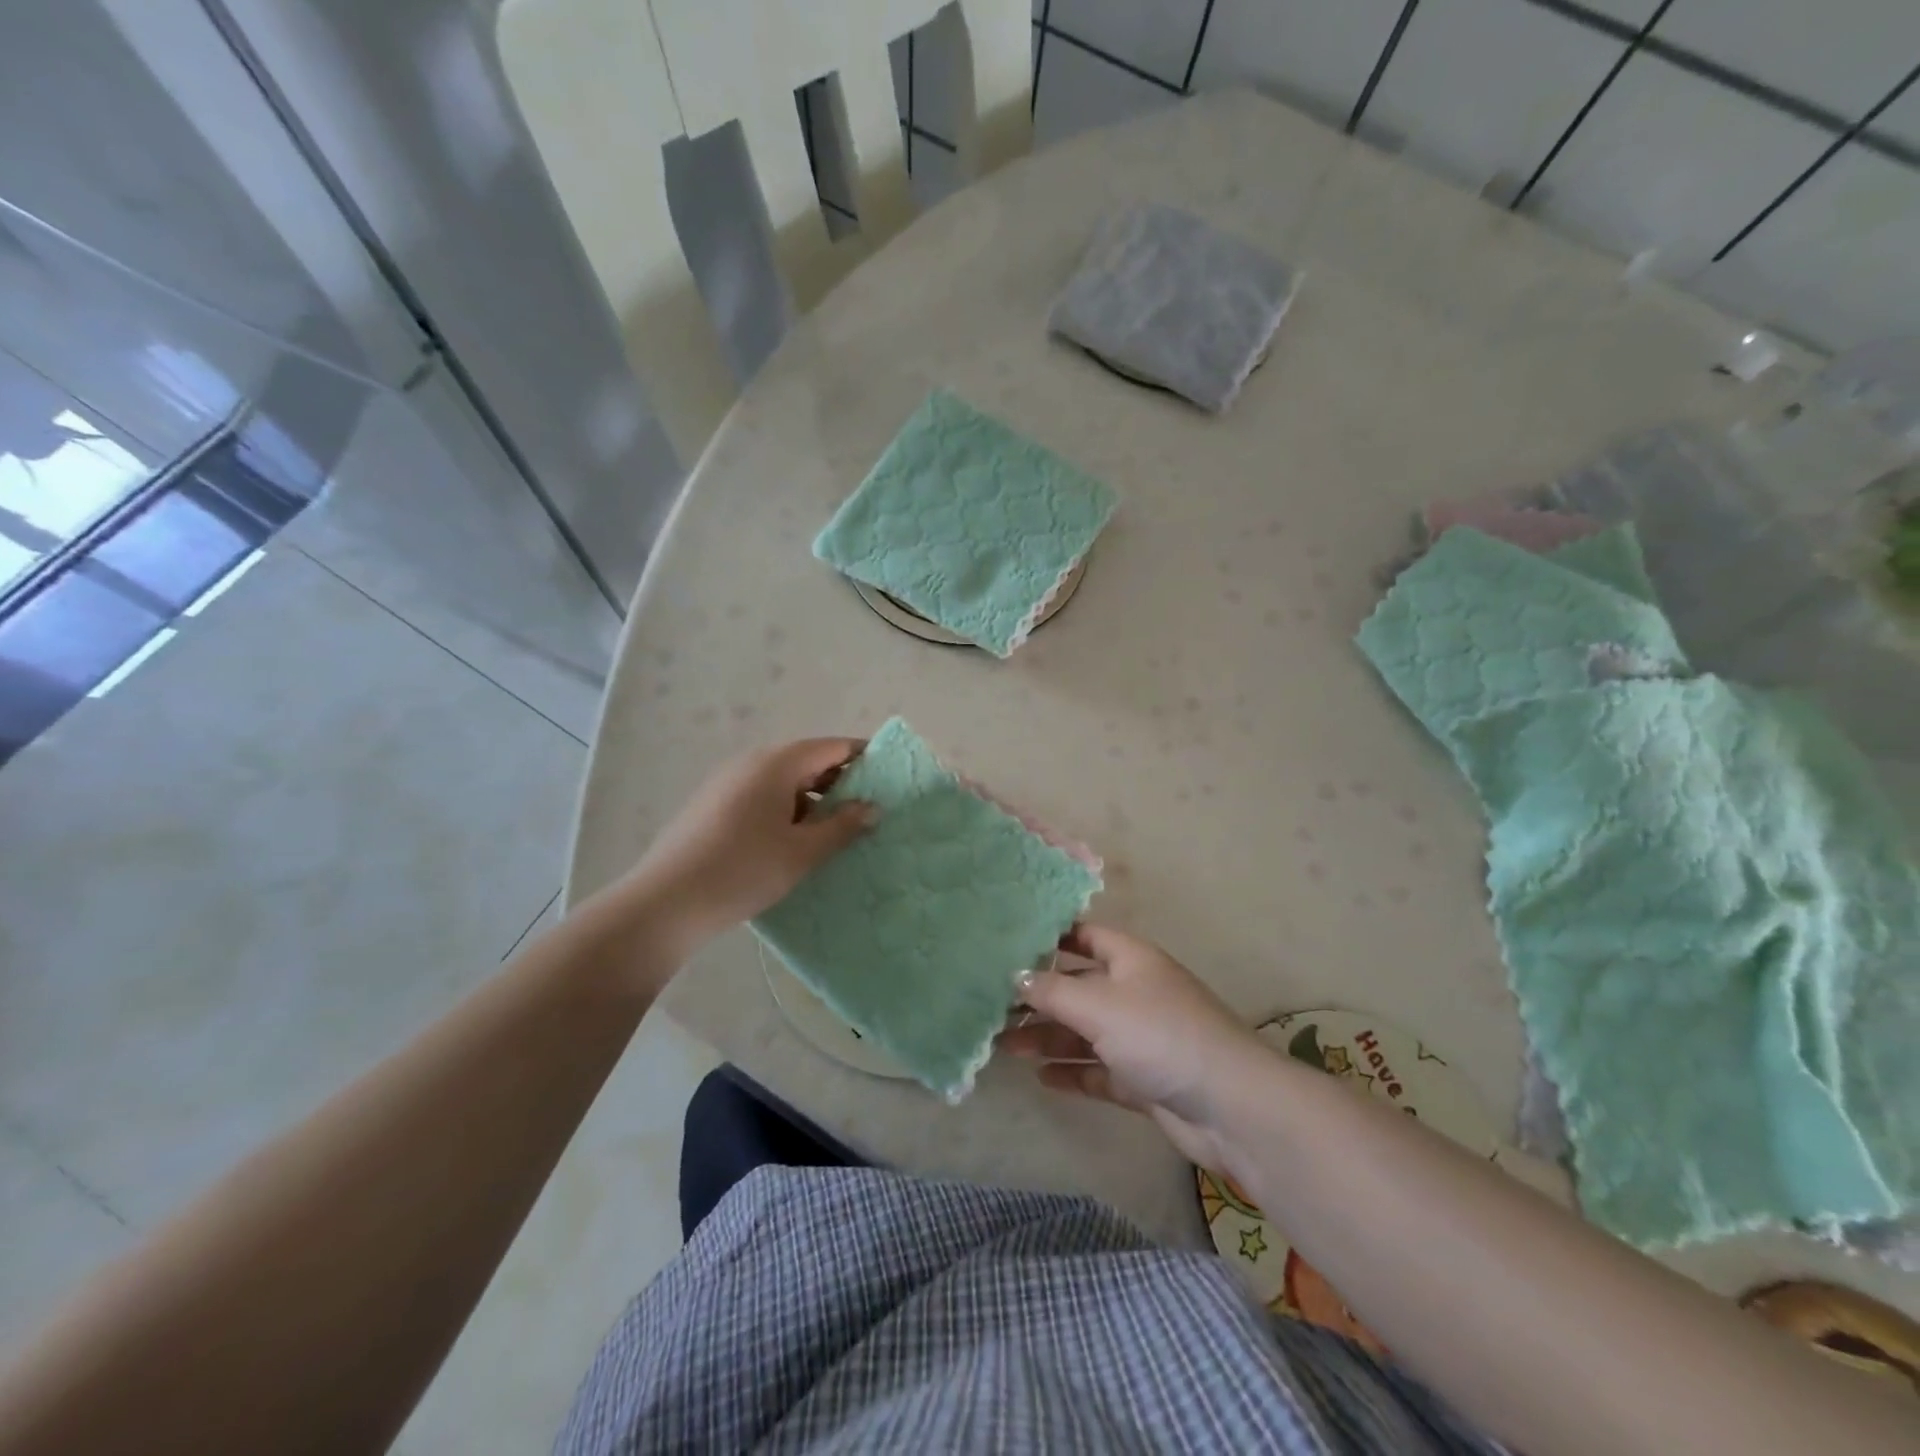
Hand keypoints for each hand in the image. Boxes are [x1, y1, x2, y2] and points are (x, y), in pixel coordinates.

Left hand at [625, 737, 874, 947]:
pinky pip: (762, 793)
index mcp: (777, 763)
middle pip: (807, 759)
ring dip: (813, 797)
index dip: (864, 757)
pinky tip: (793, 840)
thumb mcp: (803, 852)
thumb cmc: (744, 870)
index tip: (890, 776)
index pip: (832, 747)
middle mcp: (751, 761)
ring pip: (784, 779)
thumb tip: (873, 807)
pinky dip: (787, 807)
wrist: (667, 902)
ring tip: (834, 829)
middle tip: (867, 809)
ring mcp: (728, 781)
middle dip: (840, 780)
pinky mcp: (713, 803)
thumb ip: (842, 826)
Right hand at [1000, 923, 1267, 1175]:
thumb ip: (1052, 991)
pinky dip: (1072, 1071)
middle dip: (1038, 997)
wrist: (1230, 1106)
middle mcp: (1134, 992)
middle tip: (992, 1007)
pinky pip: (1099, 1069)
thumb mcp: (1099, 1005)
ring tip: (1004, 1046)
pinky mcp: (1144, 1079)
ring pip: (1085, 1031)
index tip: (1007, 944)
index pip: (1083, 936)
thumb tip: (1015, 976)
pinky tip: (1041, 1077)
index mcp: (1130, 959)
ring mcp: (1140, 1037)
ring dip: (1048, 1038)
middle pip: (1078, 988)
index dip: (1049, 938)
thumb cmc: (1160, 1035)